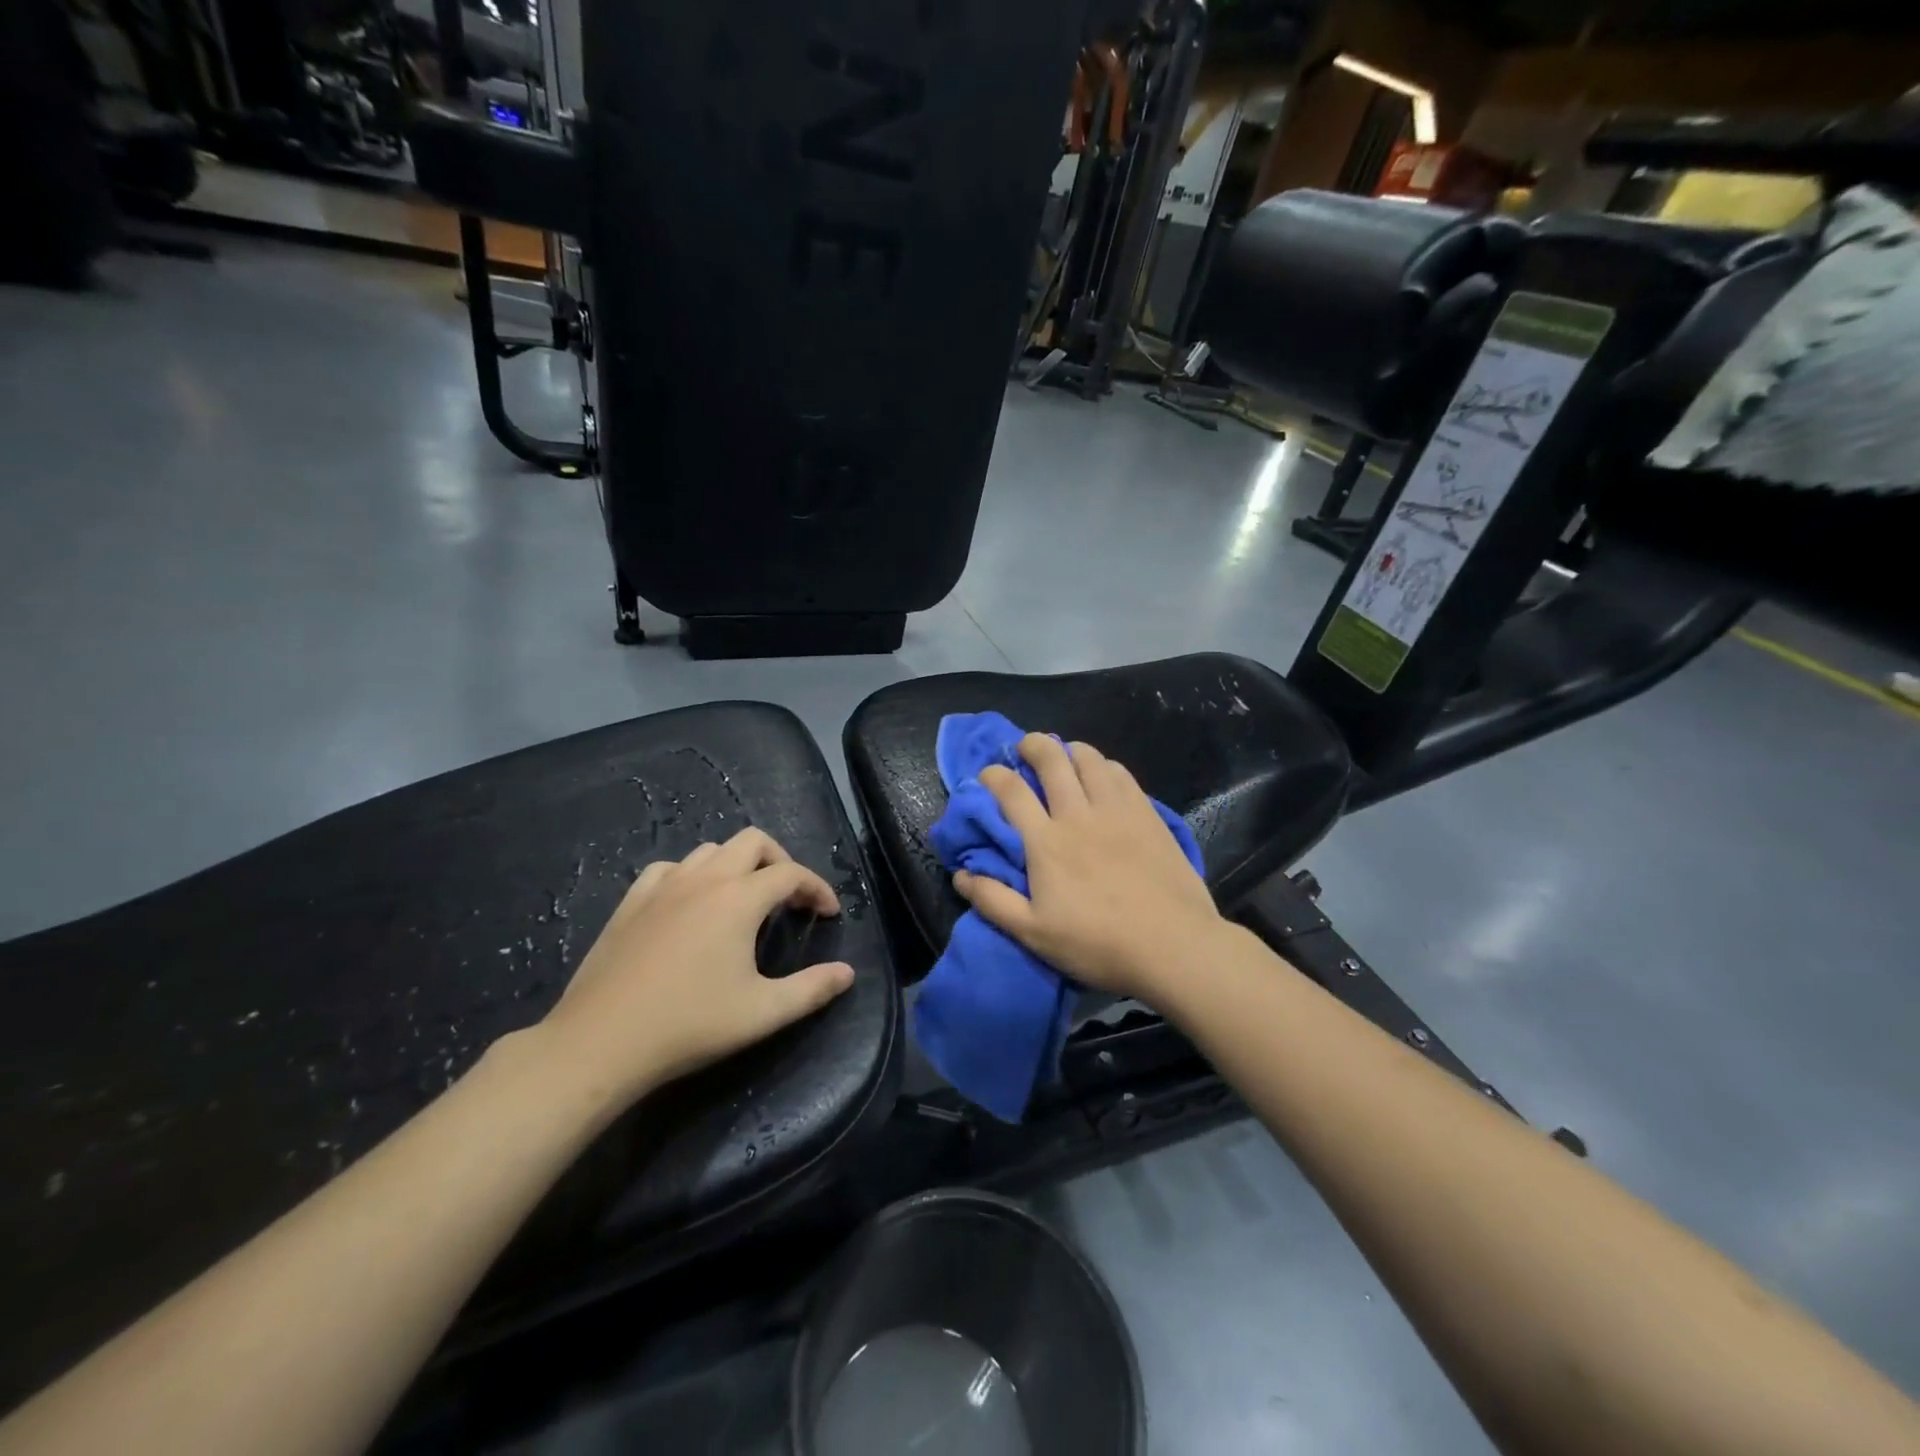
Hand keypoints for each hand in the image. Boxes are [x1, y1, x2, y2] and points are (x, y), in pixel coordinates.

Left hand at [532, 829, 854, 1110]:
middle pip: (753, 842)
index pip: (791, 873)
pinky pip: (670, 868)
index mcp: (739, 899)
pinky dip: (691, 875)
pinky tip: (690, 904)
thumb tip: (848, 973)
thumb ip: (812, 989)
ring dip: (737, 865)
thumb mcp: (762, 1013)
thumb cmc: (689, 1025)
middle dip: (780, 861)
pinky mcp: (632, 901)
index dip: (817, 888)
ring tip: (743, 900)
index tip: (827, 915)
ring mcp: (663, 886)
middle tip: (789, 898)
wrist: (601, 1042)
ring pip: (711, 850)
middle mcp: (704, 879)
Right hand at [952, 734, 1224, 1003]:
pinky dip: (1104, 765)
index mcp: (1046, 842)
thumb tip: (961, 874)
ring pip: (1089, 759)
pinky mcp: (1147, 814)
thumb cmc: (1097, 944)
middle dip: (1033, 745)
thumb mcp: (1033, 934)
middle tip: (1025, 748)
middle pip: (1051, 760)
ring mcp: (1117, 810)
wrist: (1173, 945)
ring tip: (1064, 756)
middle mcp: (1078, 814)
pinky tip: (1103, 775)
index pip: (1011, 791)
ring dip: (1070, 750)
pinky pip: (1121, 773)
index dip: (993, 776)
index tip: (987, 775)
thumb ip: (993, 901)